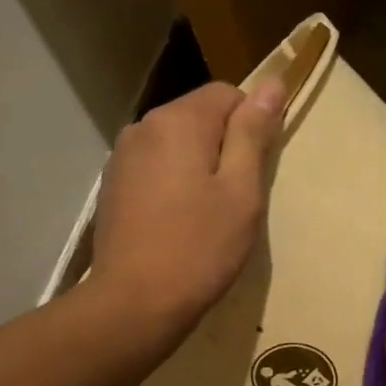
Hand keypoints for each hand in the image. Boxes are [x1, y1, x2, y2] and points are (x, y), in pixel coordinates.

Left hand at [89, 79, 285, 333]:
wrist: (136, 302)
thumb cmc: (200, 247)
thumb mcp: (241, 191)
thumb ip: (253, 134)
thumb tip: (272, 84)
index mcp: (179, 121)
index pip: (228, 94)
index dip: (251, 125)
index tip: (257, 170)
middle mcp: (144, 126)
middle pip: (198, 117)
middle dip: (224, 147)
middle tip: (237, 200)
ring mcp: (122, 157)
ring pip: (176, 145)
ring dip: (198, 167)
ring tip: (208, 216)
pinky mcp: (113, 186)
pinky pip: (156, 169)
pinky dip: (174, 185)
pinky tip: (179, 224)